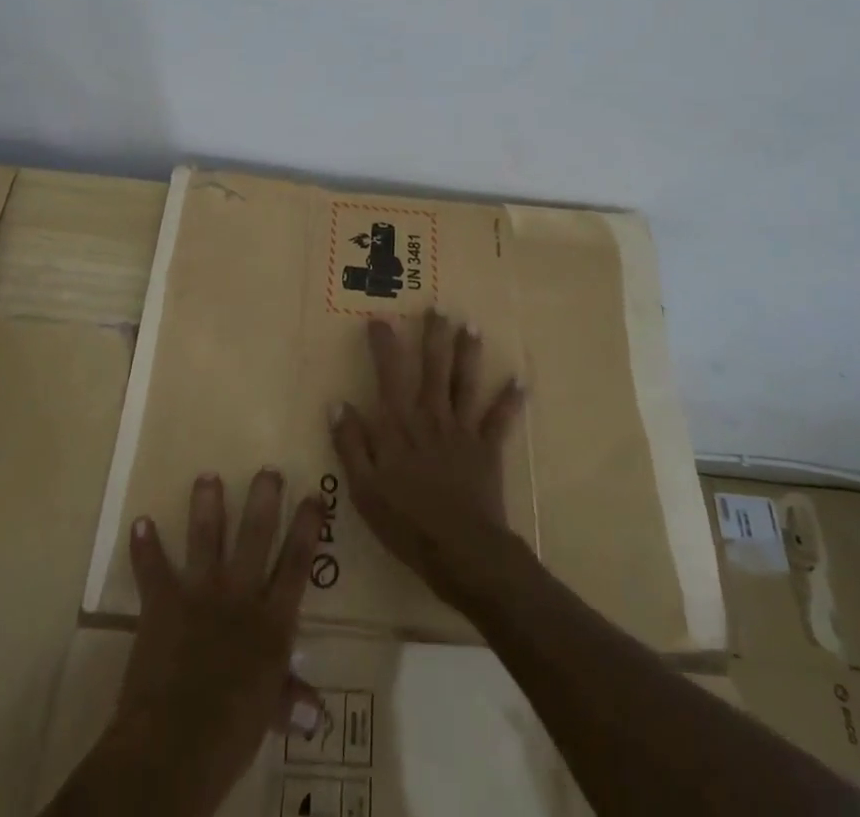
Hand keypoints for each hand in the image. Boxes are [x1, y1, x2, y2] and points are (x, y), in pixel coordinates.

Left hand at [111, 470, 324, 816]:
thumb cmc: (231, 735)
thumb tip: (318, 713)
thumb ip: (289, 701)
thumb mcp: (268, 716)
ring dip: (206, 504)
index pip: (298, 563)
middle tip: (267, 469)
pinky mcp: (163, 602)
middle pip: (256, 534)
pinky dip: (145, 547)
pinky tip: (140, 522)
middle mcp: (241, 595)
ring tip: (207, 476)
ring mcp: (200, 592)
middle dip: (264, 498)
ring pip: (206, 536)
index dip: (308, 527)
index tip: (315, 495)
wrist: (175, 745)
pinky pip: (152, 568)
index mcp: (272, 622)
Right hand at [328, 311, 527, 607]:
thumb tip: (338, 404)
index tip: (379, 318)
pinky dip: (510, 401)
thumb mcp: (364, 488)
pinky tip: (521, 382)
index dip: (384, 344)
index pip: (389, 374)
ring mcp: (462, 430)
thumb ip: (351, 444)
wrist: (461, 551)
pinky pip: (499, 420)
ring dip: (469, 354)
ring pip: (465, 382)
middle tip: (439, 308)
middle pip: (433, 367)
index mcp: (399, 425)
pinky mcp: (487, 449)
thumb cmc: (406, 522)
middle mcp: (431, 416)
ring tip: (472, 327)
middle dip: (435, 335)